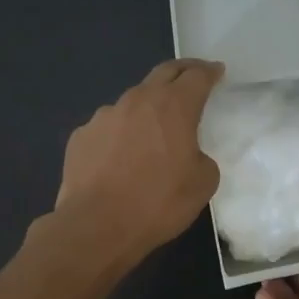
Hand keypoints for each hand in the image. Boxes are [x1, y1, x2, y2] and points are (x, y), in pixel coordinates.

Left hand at [54, 59, 223, 267]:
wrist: (97, 226)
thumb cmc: (158, 203)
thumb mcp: (203, 184)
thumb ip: (202, 158)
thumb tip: (188, 154)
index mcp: (173, 107)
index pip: (196, 76)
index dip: (210, 72)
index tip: (217, 72)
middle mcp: (137, 101)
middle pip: (163, 74)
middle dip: (182, 72)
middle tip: (192, 77)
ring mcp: (104, 116)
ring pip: (133, 102)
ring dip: (148, 108)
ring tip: (153, 129)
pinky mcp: (81, 136)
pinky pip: (108, 128)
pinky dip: (121, 134)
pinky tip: (121, 157)